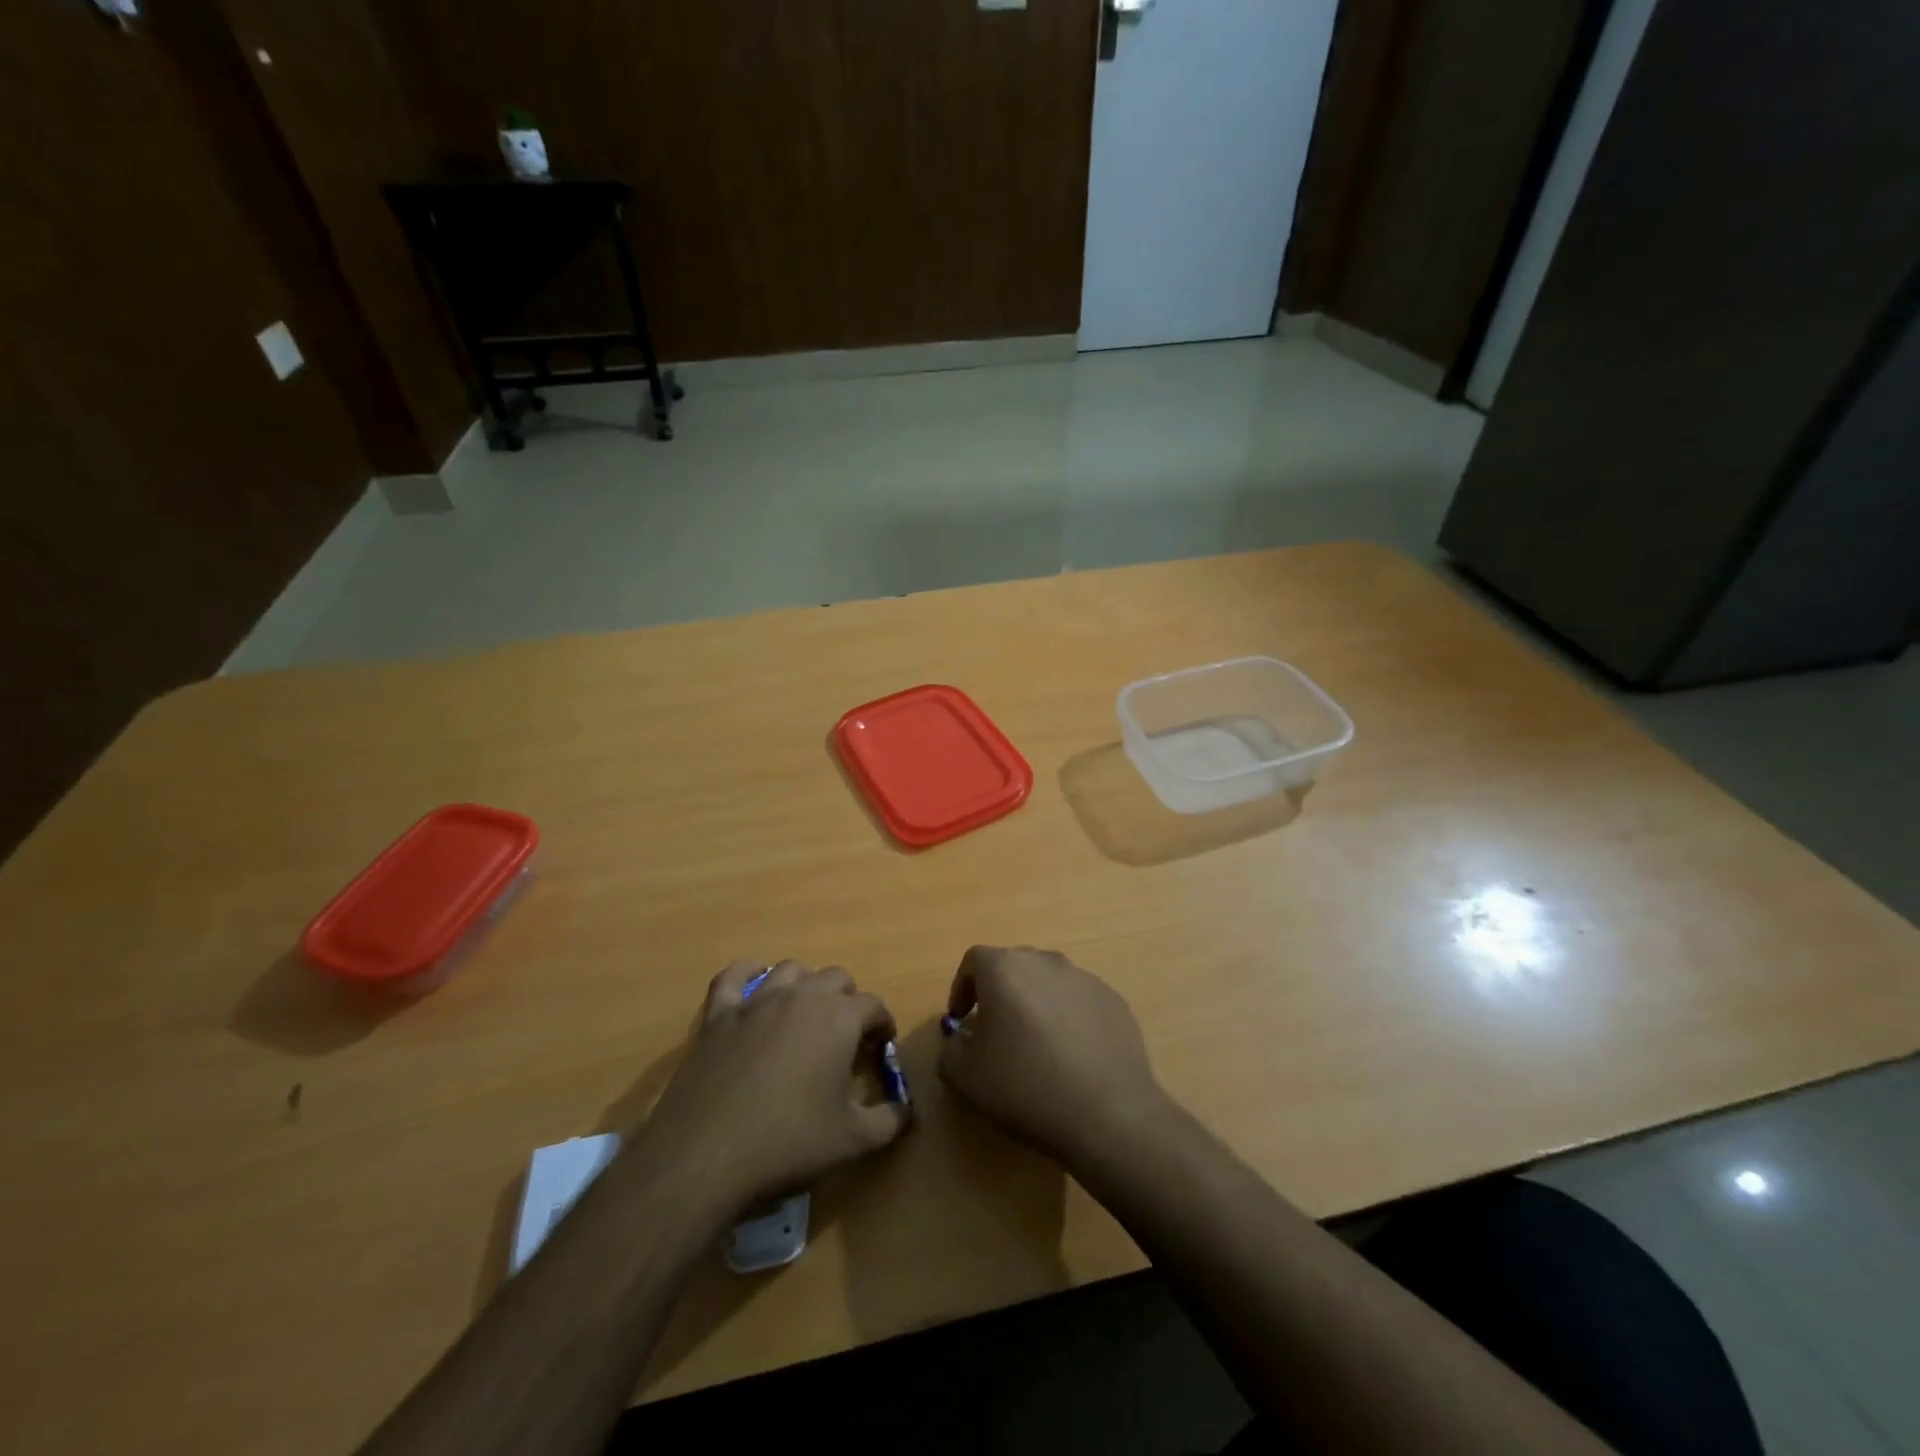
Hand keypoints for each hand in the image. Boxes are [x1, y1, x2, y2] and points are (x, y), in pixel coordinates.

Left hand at [635, 960, 910, 1217]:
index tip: (880, 1049)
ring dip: (805, 987)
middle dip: (848, 1002)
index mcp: (838, 1018)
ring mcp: (755, 1001)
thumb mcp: (853, 1141)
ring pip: (791, 970)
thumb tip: (907, 1111)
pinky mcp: (718, 1015)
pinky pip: (734, 976)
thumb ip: (890, 1120)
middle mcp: (801, 997)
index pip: (873, 1005)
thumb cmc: (787, 1144)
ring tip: (805, 1017)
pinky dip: (747, 975)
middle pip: (836, 979)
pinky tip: (754, 989)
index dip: (882, 1025)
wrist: (705, 1157)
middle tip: (846, 1038)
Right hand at [937, 945, 1167, 1169]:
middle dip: (1000, 993)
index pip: (974, 961)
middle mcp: (1045, 961)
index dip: (961, 988)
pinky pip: (1079, 1002)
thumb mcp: (966, 1077)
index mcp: (1005, 969)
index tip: (960, 1018)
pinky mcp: (1113, 1000)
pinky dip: (1068, 1019)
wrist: (1107, 1113)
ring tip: (1036, 1046)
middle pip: (1014, 966)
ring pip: (1049, 982)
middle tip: (995, 1032)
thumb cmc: (1025, 1087)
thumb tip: (960, 1039)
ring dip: (1036, 1004)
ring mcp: (1084, 979)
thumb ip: (950, 1049)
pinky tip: (1071, 1057)